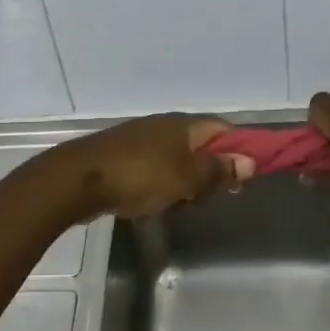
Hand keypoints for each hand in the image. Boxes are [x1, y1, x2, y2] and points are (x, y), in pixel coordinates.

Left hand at [47, 114, 251, 220]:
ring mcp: (141, 140)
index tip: (242, 178)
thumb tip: (249, 160)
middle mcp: (164, 126)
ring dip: (184, 183)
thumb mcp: (187, 177)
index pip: (222, 129)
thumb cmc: (140, 175)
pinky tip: (154, 204)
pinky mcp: (123, 157)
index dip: (238, 150)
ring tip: (179, 205)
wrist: (80, 178)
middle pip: (200, 146)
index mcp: (183, 125)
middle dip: (208, 172)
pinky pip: (154, 170)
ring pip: (177, 161)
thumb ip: (218, 170)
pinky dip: (161, 186)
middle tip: (206, 198)